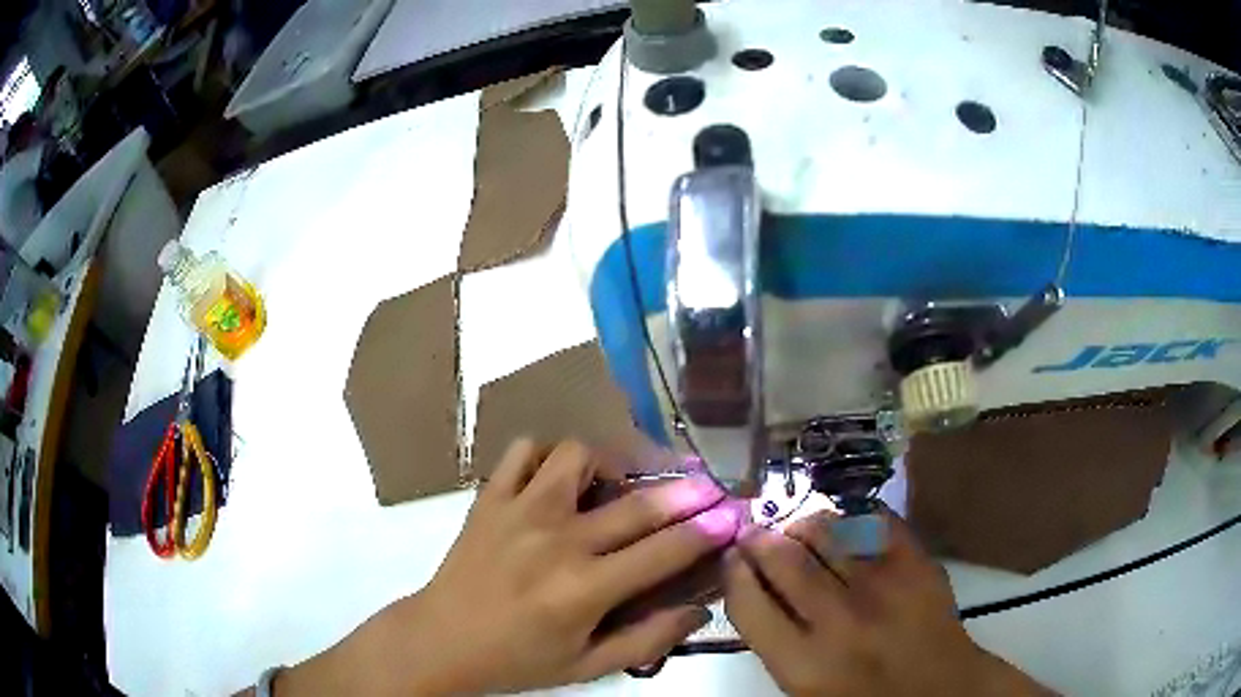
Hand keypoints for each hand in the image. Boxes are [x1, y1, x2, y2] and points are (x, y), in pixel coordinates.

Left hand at [278, 439, 740, 694]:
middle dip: (686, 491)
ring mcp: (520, 510)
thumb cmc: (518, 660)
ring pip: (577, 456)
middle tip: (707, 485)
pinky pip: (523, 450)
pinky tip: (556, 478)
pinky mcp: (490, 497)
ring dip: (609, 464)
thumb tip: (699, 609)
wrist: (442, 640)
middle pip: (637, 503)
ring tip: (618, 483)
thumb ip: (647, 639)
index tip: (734, 514)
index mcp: (585, 589)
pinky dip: (546, 455)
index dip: (706, 530)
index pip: (664, 552)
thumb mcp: (587, 666)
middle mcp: (558, 540)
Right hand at [723, 509, 1052, 696]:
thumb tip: (753, 588)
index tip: (731, 559)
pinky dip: (853, 516)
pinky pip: (874, 520)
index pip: (747, 602)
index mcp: (802, 663)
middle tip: (756, 533)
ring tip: (798, 527)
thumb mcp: (804, 688)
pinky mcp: (917, 563)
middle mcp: (837, 620)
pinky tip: (846, 524)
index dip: (732, 573)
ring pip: (826, 530)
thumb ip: (776, 642)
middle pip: (782, 559)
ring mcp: (882, 586)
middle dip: (760, 539)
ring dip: (802, 523)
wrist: (941, 690)